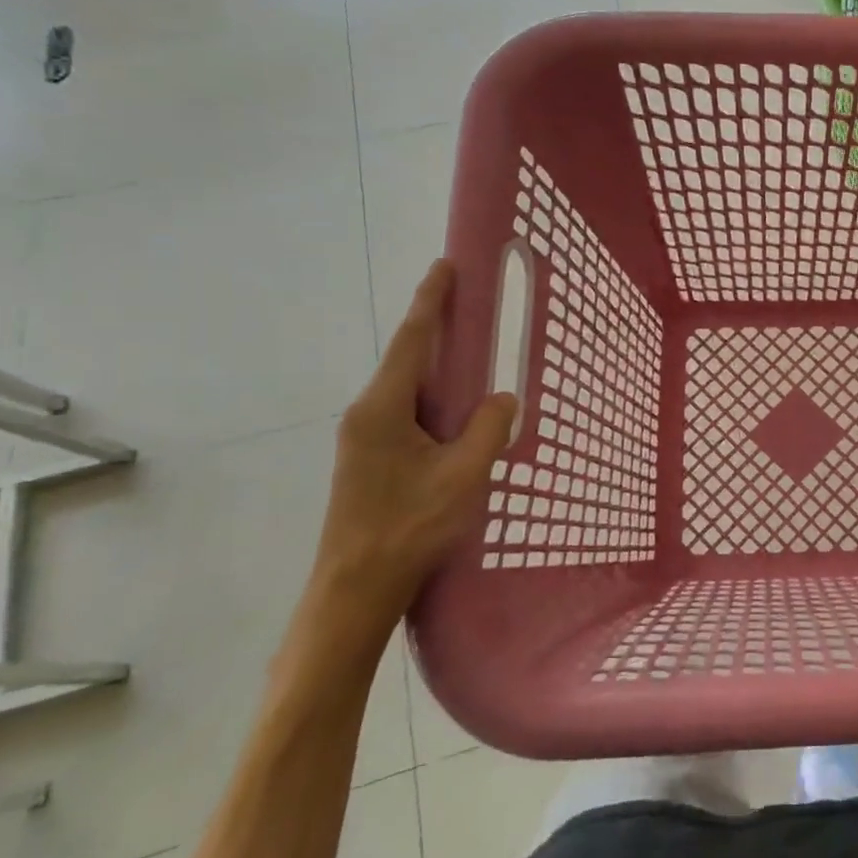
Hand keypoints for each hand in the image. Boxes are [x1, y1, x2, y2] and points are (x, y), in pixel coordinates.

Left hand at [306, 260, 516, 646]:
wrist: (354, 590)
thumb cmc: (408, 528)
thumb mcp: (462, 476)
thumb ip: (487, 430)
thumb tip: (502, 399)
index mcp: (384, 409)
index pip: (413, 341)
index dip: (431, 301)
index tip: (445, 266)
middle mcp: (367, 414)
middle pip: (408, 359)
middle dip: (438, 328)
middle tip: (470, 305)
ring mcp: (364, 439)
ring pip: (408, 389)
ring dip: (438, 368)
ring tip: (473, 356)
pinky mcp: (370, 460)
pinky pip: (407, 413)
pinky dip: (434, 399)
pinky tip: (456, 413)